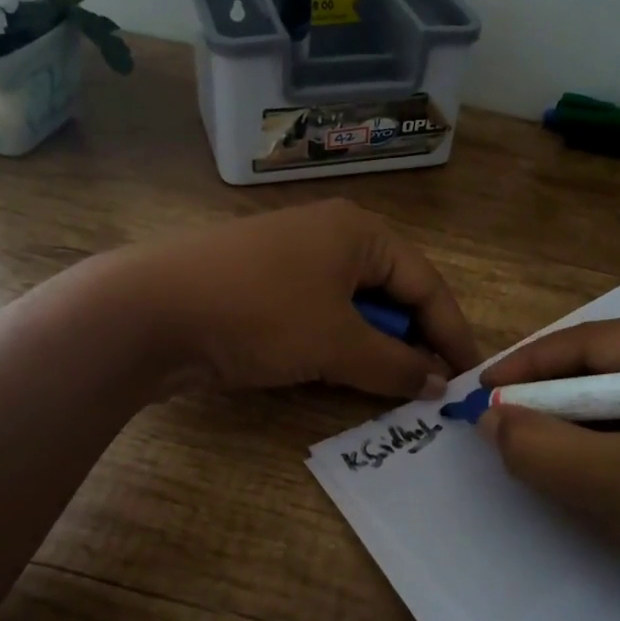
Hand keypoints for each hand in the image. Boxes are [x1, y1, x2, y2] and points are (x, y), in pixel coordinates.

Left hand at [103, 200, 478, 398]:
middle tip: (429, 388)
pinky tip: (337, 373)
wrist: (150, 310)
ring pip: (354, 306)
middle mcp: (330, 235)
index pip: (426, 284)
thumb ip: (395, 365)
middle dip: (412, 340)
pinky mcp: (262, 284)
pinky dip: (336, 343)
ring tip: (389, 386)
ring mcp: (292, 258)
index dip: (451, 333)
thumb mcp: (337, 344)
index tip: (469, 379)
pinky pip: (319, 313)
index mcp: (360, 232)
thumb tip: (437, 383)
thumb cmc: (260, 314)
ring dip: (373, 346)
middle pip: (391, 291)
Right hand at [478, 320, 619, 620]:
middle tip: (494, 428)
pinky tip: (575, 482)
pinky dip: (603, 462)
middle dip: (549, 402)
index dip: (530, 366)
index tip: (477, 393)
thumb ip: (547, 449)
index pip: (595, 343)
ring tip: (524, 454)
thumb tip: (488, 420)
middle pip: (608, 375)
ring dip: (572, 434)